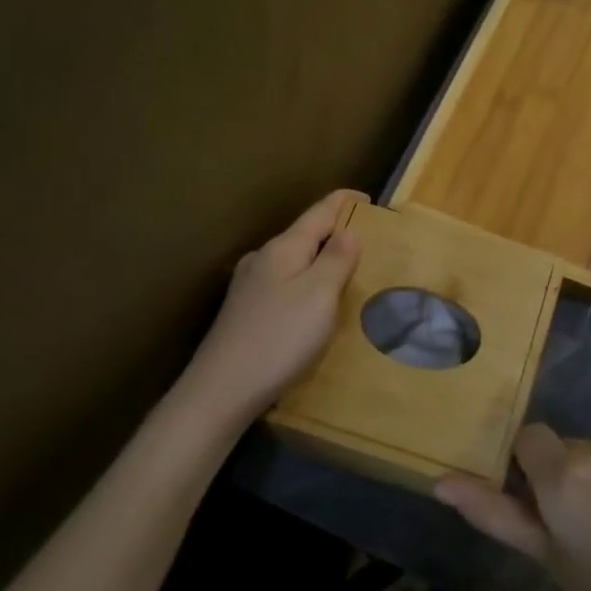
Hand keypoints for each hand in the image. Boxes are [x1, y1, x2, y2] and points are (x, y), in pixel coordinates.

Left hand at [182, 189, 364, 425]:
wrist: (221, 391)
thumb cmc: (279, 338)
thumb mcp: (319, 295)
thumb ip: (337, 258)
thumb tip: (348, 230)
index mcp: (283, 248)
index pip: (319, 212)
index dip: (344, 202)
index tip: (369, 199)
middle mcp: (263, 259)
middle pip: (305, 234)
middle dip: (335, 233)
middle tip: (368, 242)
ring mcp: (249, 286)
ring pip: (293, 261)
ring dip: (320, 260)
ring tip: (346, 272)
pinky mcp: (244, 313)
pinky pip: (284, 284)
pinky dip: (306, 283)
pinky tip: (313, 304)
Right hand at [435, 425, 590, 590]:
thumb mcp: (545, 555)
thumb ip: (493, 512)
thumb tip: (441, 482)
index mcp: (562, 472)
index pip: (526, 437)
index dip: (526, 467)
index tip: (537, 505)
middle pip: (558, 447)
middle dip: (557, 476)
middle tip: (574, 527)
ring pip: (588, 452)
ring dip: (587, 477)